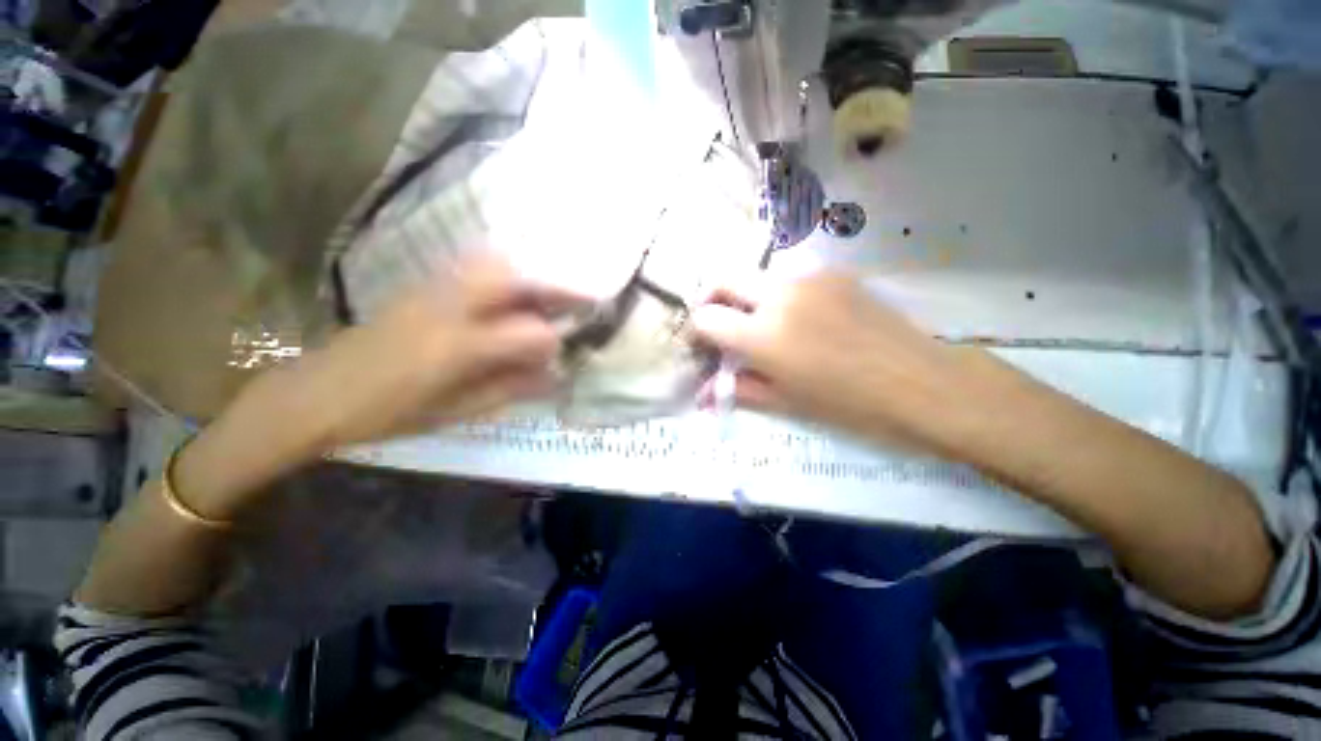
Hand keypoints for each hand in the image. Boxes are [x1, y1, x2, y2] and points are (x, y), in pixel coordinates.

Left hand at [175, 254, 577, 518]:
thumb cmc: (386, 414)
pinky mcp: (420, 287)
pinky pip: (473, 268)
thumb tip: (556, 376)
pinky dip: (504, 274)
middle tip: (581, 300)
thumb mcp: (455, 412)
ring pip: (494, 264)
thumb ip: (511, 389)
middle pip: (515, 280)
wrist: (314, 394)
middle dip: (555, 288)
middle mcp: (448, 309)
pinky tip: (512, 296)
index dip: (555, 340)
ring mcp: (431, 290)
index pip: (529, 333)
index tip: (566, 350)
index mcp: (457, 349)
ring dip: (530, 278)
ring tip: (549, 297)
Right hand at [691, 271, 978, 449]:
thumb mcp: (786, 403)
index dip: (698, 330)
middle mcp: (779, 295)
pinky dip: (782, 297)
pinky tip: (805, 319)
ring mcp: (809, 278)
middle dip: (713, 299)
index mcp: (763, 334)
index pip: (706, 317)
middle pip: (724, 279)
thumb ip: (739, 390)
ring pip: (759, 279)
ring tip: (768, 326)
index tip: (706, 344)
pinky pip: (792, 280)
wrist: (923, 383)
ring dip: (750, 299)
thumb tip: (702, 394)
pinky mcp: (835, 273)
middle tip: (720, 323)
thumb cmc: (848, 405)